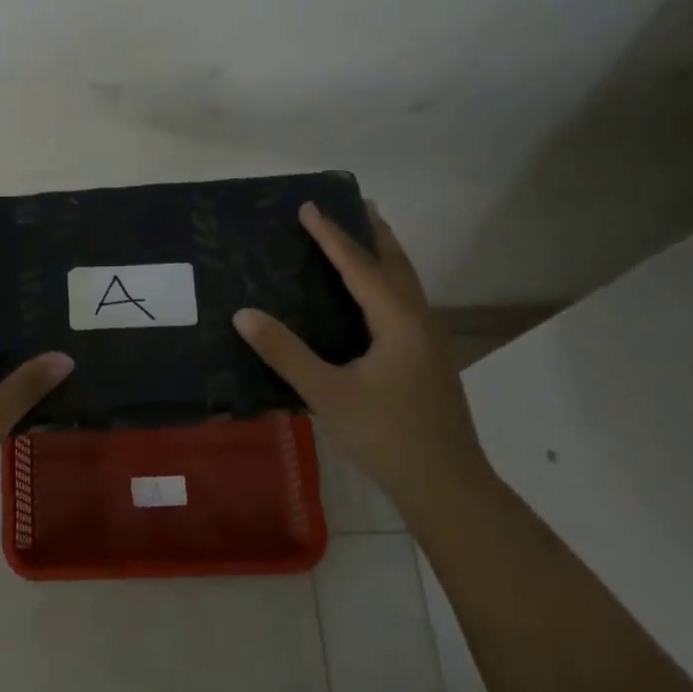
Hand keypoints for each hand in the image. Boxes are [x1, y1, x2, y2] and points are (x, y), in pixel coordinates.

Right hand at [233, 203, 488, 501]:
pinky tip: (372, 297)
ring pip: (405, 283)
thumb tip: (243, 314)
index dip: (331, 235)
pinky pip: (405, 301)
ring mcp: (429, 340)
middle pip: (395, 264)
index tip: (308, 206)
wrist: (449, 487)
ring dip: (383, 255)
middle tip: (351, 204)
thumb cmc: (387, 436)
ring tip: (363, 236)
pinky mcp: (428, 359)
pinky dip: (387, 281)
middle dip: (372, 232)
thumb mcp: (328, 394)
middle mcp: (419, 320)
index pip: (359, 266)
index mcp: (397, 321)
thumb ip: (285, 353)